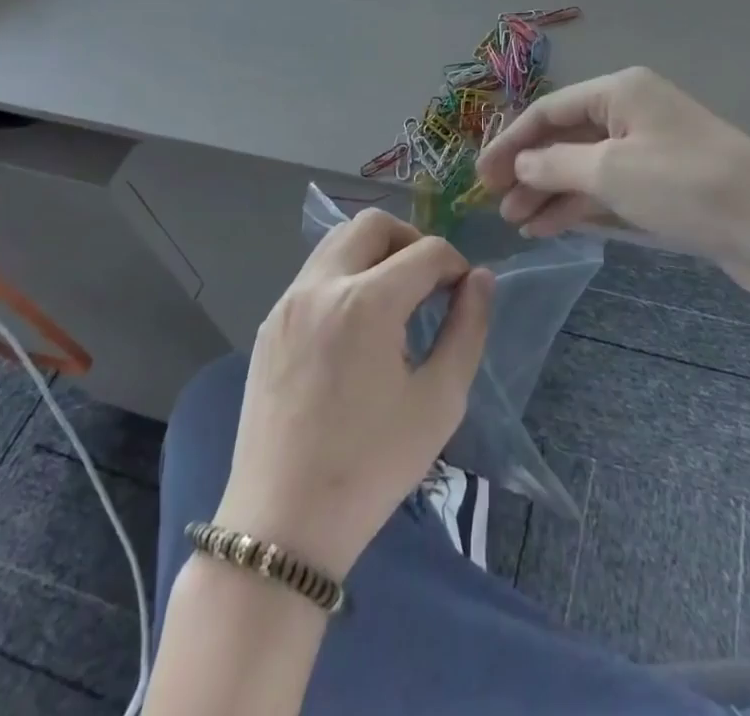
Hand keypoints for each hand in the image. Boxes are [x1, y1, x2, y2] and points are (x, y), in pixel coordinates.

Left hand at [215, 209, 493, 579]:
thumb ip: (467, 329)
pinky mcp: (269, 323)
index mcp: (367, 302)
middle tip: (428, 284)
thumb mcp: (439, 402)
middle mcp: (322, 285)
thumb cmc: (371, 467)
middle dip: (411, 240)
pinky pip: (314, 273)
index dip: (455, 265)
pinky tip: (356, 327)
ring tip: (394, 299)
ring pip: (338, 241)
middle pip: (374, 224)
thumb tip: (480, 279)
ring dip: (375, 253)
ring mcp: (288, 302)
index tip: (463, 296)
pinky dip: (345, 276)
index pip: (427, 250)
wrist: (281, 525)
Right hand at [475, 67, 749, 290]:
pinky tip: (550, 227)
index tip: (480, 175)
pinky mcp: (664, 184)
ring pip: (585, 166)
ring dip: (550, 192)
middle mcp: (632, 112)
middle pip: (565, 137)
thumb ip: (556, 165)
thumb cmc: (683, 185)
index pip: (549, 110)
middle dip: (529, 170)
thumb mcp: (610, 171)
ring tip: (518, 223)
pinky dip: (579, 204)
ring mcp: (650, 148)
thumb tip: (521, 165)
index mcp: (620, 91)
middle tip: (497, 205)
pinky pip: (609, 188)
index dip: (511, 142)